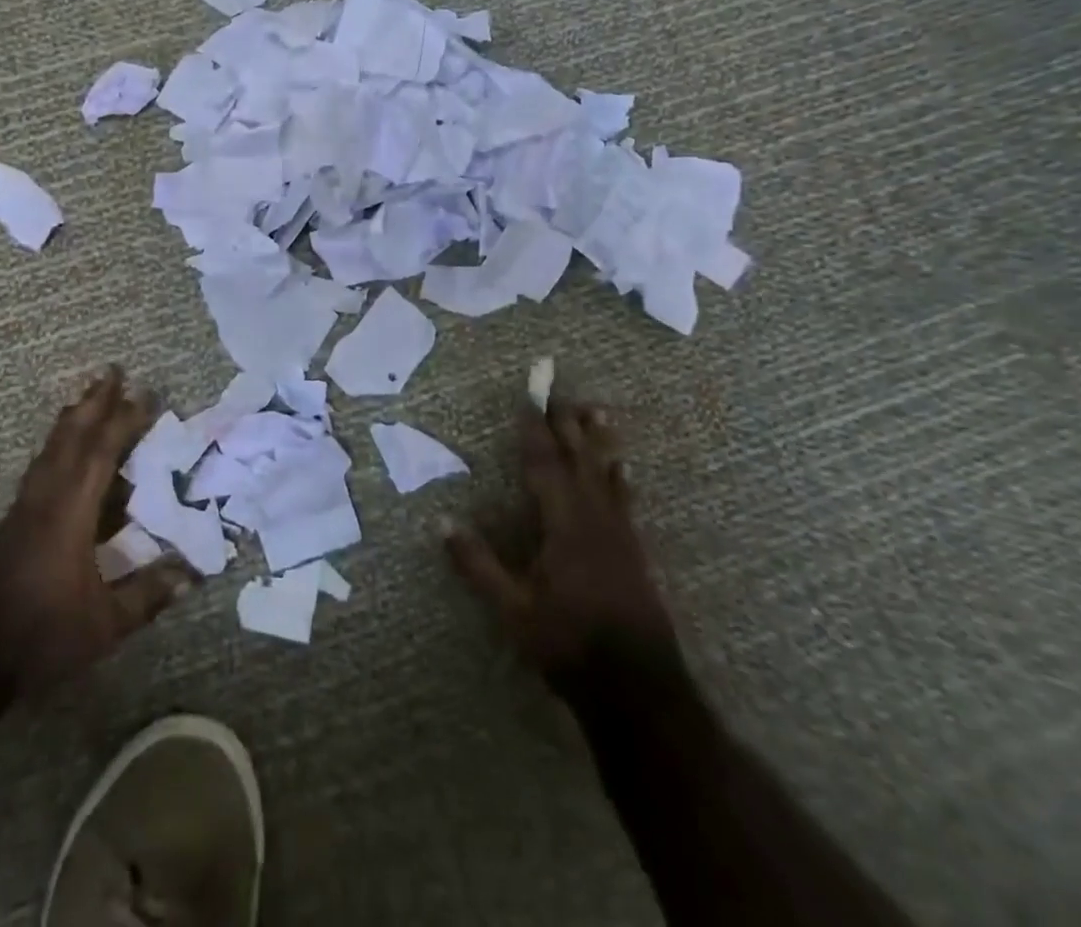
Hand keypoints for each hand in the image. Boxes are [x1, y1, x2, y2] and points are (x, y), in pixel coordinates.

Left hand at [0, 366, 194, 692]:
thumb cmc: (38, 638)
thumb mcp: (103, 625)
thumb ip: (147, 595)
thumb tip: (193, 572)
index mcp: (69, 515)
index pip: (100, 455)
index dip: (123, 422)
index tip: (144, 394)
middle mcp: (44, 500)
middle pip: (71, 438)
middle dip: (93, 402)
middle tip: (111, 370)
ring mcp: (23, 509)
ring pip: (51, 449)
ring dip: (72, 417)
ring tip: (87, 394)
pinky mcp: (11, 522)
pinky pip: (40, 466)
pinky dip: (57, 443)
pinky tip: (62, 448)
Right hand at [445, 395, 673, 678]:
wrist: (640, 690)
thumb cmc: (569, 644)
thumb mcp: (512, 610)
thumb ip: (477, 564)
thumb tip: (441, 521)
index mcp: (563, 525)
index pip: (543, 465)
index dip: (534, 429)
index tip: (529, 397)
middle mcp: (594, 519)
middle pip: (578, 460)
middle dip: (566, 423)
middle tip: (559, 390)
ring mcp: (619, 535)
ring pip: (606, 474)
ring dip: (597, 441)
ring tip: (597, 412)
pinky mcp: (634, 552)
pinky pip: (624, 499)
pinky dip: (618, 476)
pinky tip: (622, 468)